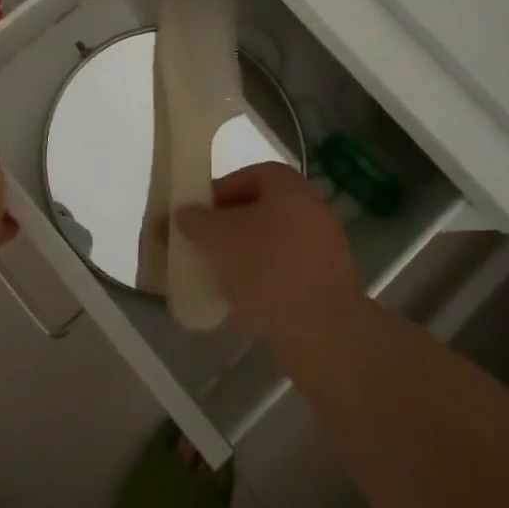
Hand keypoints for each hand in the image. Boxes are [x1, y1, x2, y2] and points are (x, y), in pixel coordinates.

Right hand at [175, 163, 361, 344]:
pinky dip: (264, 277)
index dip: (216, 193)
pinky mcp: (327, 281)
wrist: (323, 331)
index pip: (245, 176)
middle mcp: (311, 207)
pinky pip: (286, 268)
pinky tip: (245, 298)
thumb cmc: (266, 269)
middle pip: (259, 209)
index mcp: (289, 186)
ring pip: (272, 241)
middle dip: (228, 226)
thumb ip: (193, 220)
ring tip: (218, 275)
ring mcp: (324, 245)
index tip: (195, 218)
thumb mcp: (216, 239)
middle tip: (203, 246)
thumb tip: (181, 213)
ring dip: (245, 254)